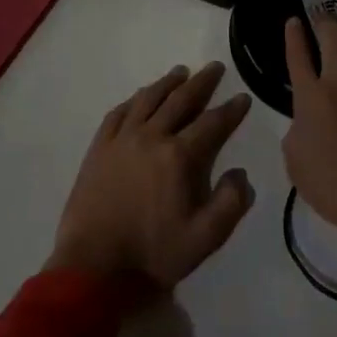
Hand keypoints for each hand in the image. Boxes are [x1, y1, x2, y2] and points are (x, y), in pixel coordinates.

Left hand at [48, 62, 255, 287]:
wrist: (93, 269)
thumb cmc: (152, 254)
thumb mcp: (204, 239)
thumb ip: (230, 204)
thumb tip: (240, 173)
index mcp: (179, 156)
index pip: (212, 123)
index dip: (231, 110)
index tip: (243, 97)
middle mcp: (151, 137)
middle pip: (181, 100)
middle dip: (202, 82)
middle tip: (215, 67)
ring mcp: (122, 139)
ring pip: (148, 99)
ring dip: (167, 83)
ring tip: (181, 72)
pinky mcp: (99, 148)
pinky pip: (118, 113)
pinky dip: (134, 99)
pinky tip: (140, 96)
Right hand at [281, 13, 336, 236]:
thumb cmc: (333, 189)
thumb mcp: (296, 163)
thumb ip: (298, 131)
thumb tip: (306, 119)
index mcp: (310, 97)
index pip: (296, 54)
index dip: (293, 34)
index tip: (295, 21)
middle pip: (332, 34)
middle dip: (327, 25)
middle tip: (329, 27)